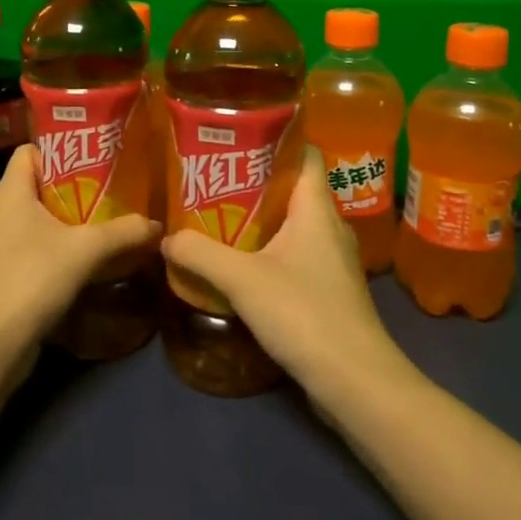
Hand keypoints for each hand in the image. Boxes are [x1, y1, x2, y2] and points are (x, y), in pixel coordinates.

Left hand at [0, 144, 160, 356]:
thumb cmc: (32, 277)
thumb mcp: (86, 250)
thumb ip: (124, 232)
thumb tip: (158, 224)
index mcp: (11, 191)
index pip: (31, 151)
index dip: (61, 148)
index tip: (97, 154)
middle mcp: (3, 210)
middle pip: (41, 183)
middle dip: (77, 184)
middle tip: (115, 185)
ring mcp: (3, 242)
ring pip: (42, 217)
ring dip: (73, 218)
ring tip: (112, 216)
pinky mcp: (8, 270)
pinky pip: (40, 244)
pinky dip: (64, 244)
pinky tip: (94, 254)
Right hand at [162, 146, 410, 404]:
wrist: (354, 381)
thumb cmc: (304, 314)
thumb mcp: (242, 279)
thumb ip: (200, 253)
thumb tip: (166, 238)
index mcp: (317, 208)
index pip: (305, 153)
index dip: (276, 139)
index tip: (237, 138)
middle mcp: (329, 226)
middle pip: (292, 187)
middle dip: (254, 180)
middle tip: (212, 178)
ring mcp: (331, 259)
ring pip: (292, 223)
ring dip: (258, 218)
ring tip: (216, 215)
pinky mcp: (327, 288)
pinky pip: (294, 253)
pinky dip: (268, 249)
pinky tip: (238, 262)